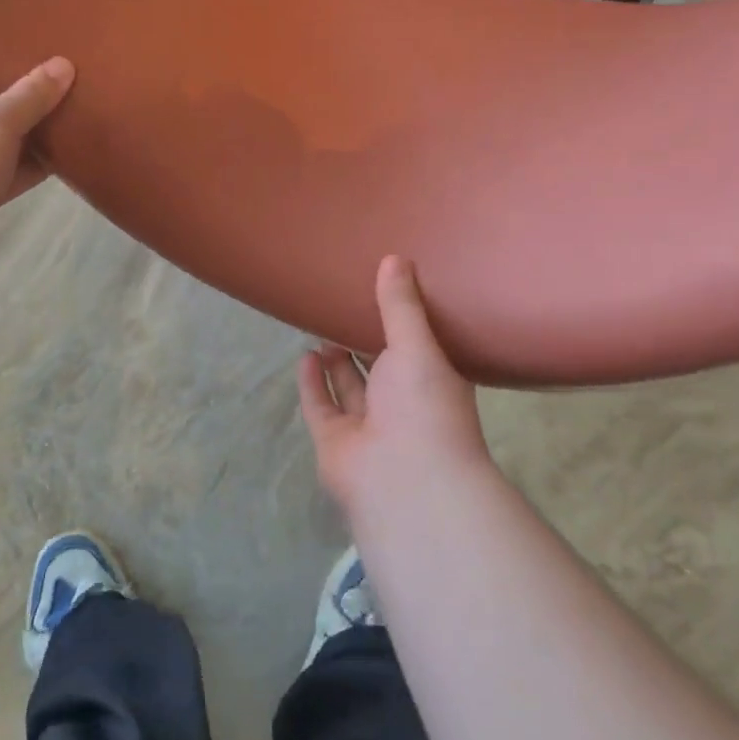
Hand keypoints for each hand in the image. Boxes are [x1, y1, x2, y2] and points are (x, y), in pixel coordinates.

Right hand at [296, 255, 491, 519]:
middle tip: (345, 303)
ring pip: (350, 387)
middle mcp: (402, 405)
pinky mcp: (336, 442)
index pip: (418, 348)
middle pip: (380, 367)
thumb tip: (394, 257)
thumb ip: (401, 304)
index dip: (403, 322)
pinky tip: (306, 355)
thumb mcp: (417, 345)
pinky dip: (313, 384)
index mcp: (432, 382)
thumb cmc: (424, 406)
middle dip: (364, 339)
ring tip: (322, 323)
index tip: (386, 292)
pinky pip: (322, 407)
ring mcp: (368, 427)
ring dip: (337, 359)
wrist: (405, 481)